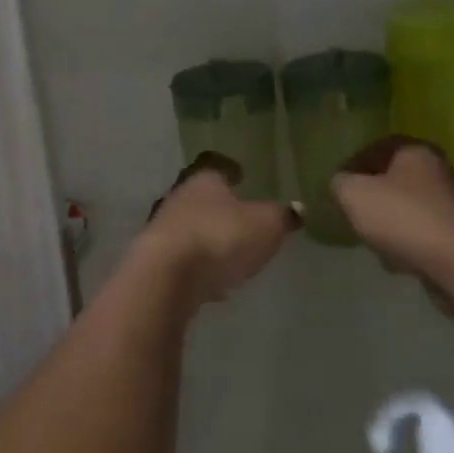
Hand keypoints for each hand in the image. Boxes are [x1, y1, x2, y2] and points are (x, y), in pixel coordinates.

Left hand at [134, 153, 298, 310]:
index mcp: (205, 180)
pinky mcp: (155, 261)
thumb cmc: (220, 237)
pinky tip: (212, 283)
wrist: (166, 276)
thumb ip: (282, 216)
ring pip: (191, 228)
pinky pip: (183, 260)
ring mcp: (163, 229)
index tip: (242, 177)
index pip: (219, 169)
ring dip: (208, 239)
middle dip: (219, 208)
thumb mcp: (265, 225)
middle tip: (240, 219)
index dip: (233, 173)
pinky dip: (197, 268)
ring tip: (230, 255)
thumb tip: (297, 208)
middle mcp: (179, 197)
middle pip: (201, 198)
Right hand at [332, 137, 453, 310]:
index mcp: (415, 152)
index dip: (354, 163)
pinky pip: (425, 234)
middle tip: (353, 211)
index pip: (378, 147)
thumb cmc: (403, 217)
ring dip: (391, 222)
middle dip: (374, 195)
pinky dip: (409, 243)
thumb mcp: (353, 194)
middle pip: (396, 178)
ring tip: (372, 240)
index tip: (338, 184)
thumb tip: (340, 183)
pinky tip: (397, 260)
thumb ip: (339, 183)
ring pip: (410, 208)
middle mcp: (440, 171)